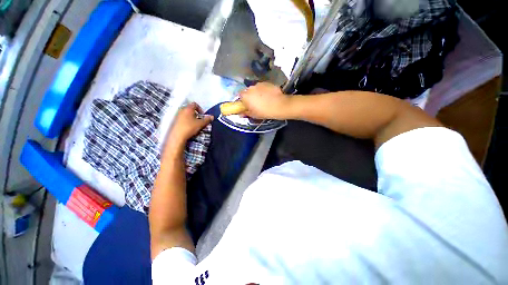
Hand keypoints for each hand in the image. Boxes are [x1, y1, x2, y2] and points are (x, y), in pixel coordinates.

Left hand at [169, 102, 212, 144]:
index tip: (203, 115)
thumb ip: (207, 119)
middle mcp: (182, 110)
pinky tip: (190, 127)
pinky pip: (183, 118)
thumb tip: (212, 117)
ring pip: (187, 114)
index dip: (200, 109)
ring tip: (195, 124)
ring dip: (192, 117)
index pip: (195, 104)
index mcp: (188, 108)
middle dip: (196, 114)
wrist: (178, 136)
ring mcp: (178, 115)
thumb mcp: (201, 124)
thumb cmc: (190, 127)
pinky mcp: (175, 121)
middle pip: (190, 109)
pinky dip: (187, 121)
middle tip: (200, 120)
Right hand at [239, 82, 290, 119]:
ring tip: (264, 99)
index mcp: (245, 96)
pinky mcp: (267, 83)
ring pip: (255, 88)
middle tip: (255, 103)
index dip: (243, 100)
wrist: (280, 105)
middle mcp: (250, 88)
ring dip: (257, 93)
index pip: (239, 96)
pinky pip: (262, 87)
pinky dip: (264, 90)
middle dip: (250, 96)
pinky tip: (269, 96)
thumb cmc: (265, 112)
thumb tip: (241, 114)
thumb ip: (246, 113)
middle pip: (247, 91)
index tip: (246, 105)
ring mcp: (259, 84)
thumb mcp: (254, 115)